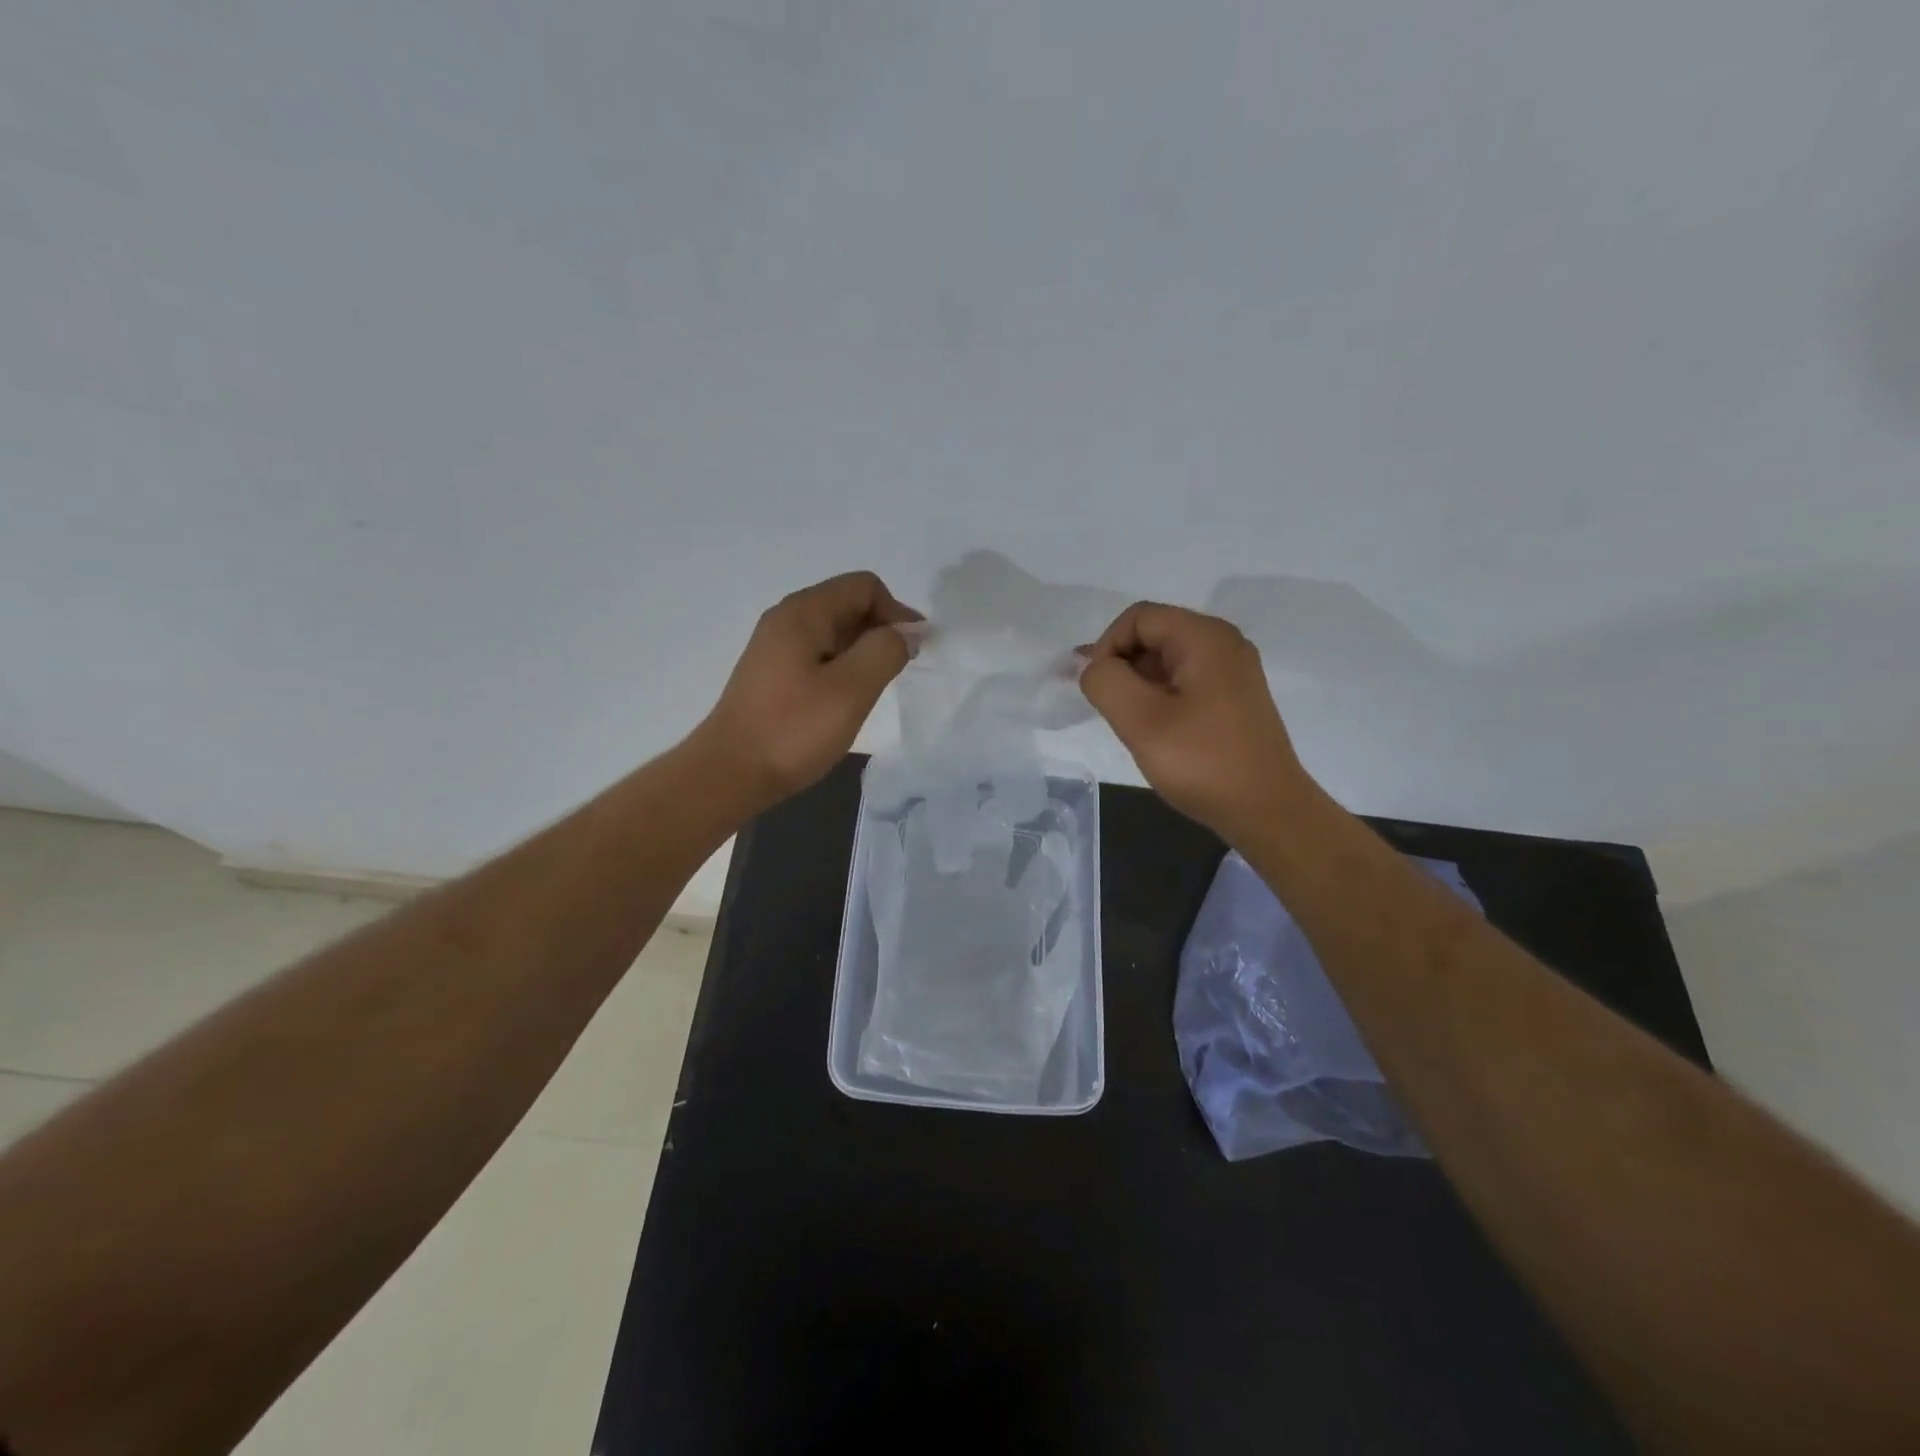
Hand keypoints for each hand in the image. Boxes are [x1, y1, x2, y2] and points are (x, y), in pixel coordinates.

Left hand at [696, 571, 922, 809]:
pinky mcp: (772, 673)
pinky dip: (843, 665)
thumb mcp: (851, 689)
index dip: (897, 612)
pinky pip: (819, 653)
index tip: (914, 651)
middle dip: (882, 630)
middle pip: (848, 604)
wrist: (729, 773)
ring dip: (864, 650)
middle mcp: (786, 618)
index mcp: (804, 612)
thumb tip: (907, 632)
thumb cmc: (793, 730)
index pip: (864, 586)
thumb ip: (885, 651)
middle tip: (901, 671)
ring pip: (834, 631)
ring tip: (877, 687)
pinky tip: (848, 698)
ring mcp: (776, 646)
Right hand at [1080, 602, 1313, 842]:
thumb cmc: (1202, 762)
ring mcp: (1233, 670)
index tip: (1099, 689)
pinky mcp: (1234, 697)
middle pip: (1154, 634)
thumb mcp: (1141, 721)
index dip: (1107, 646)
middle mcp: (1224, 643)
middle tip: (1109, 710)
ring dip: (1139, 684)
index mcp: (1205, 637)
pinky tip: (1155, 730)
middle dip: (1122, 665)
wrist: (1267, 810)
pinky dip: (1160, 695)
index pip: (1138, 617)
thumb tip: (1094, 667)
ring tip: (1131, 724)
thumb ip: (1106, 682)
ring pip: (1167, 659)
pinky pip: (1185, 679)